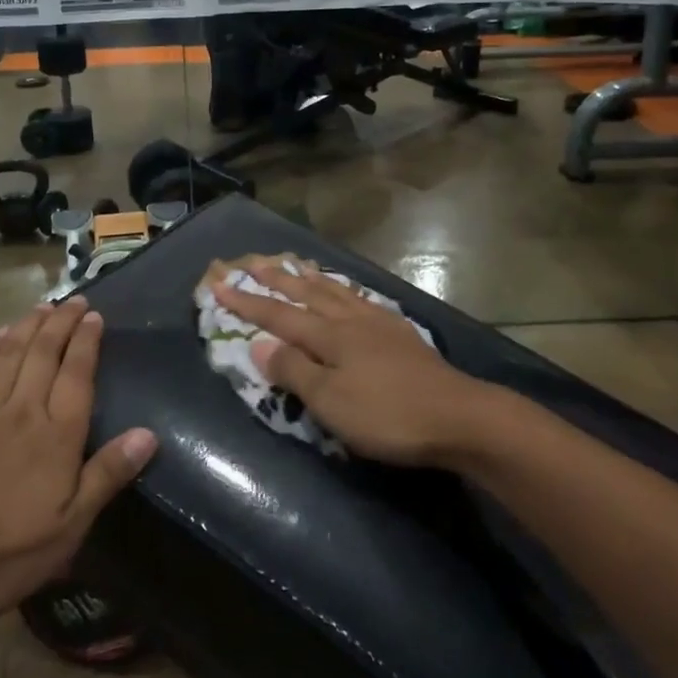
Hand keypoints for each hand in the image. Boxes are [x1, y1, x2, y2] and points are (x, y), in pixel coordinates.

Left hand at [0, 298, 157, 620]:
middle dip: (63, 322)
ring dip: (31, 324)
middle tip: (76, 299)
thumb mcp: (65, 530)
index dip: (88, 343)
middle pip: (46, 353)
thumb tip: (148, 434)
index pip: (77, 375)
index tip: (96, 316)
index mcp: (56, 435)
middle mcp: (23, 409)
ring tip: (45, 305)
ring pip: (12, 352)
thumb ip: (105, 477)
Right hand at [208, 257, 493, 466]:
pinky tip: (348, 293)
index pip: (278, 315)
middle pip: (306, 294)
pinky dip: (344, 291)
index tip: (219, 285)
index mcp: (328, 336)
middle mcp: (350, 320)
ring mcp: (378, 323)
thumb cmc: (387, 414)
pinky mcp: (400, 333)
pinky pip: (361, 300)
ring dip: (310, 278)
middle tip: (252, 261)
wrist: (458, 416)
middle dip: (275, 278)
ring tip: (295, 263)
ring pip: (335, 292)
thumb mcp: (330, 402)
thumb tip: (258, 344)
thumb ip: (293, 370)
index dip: (247, 302)